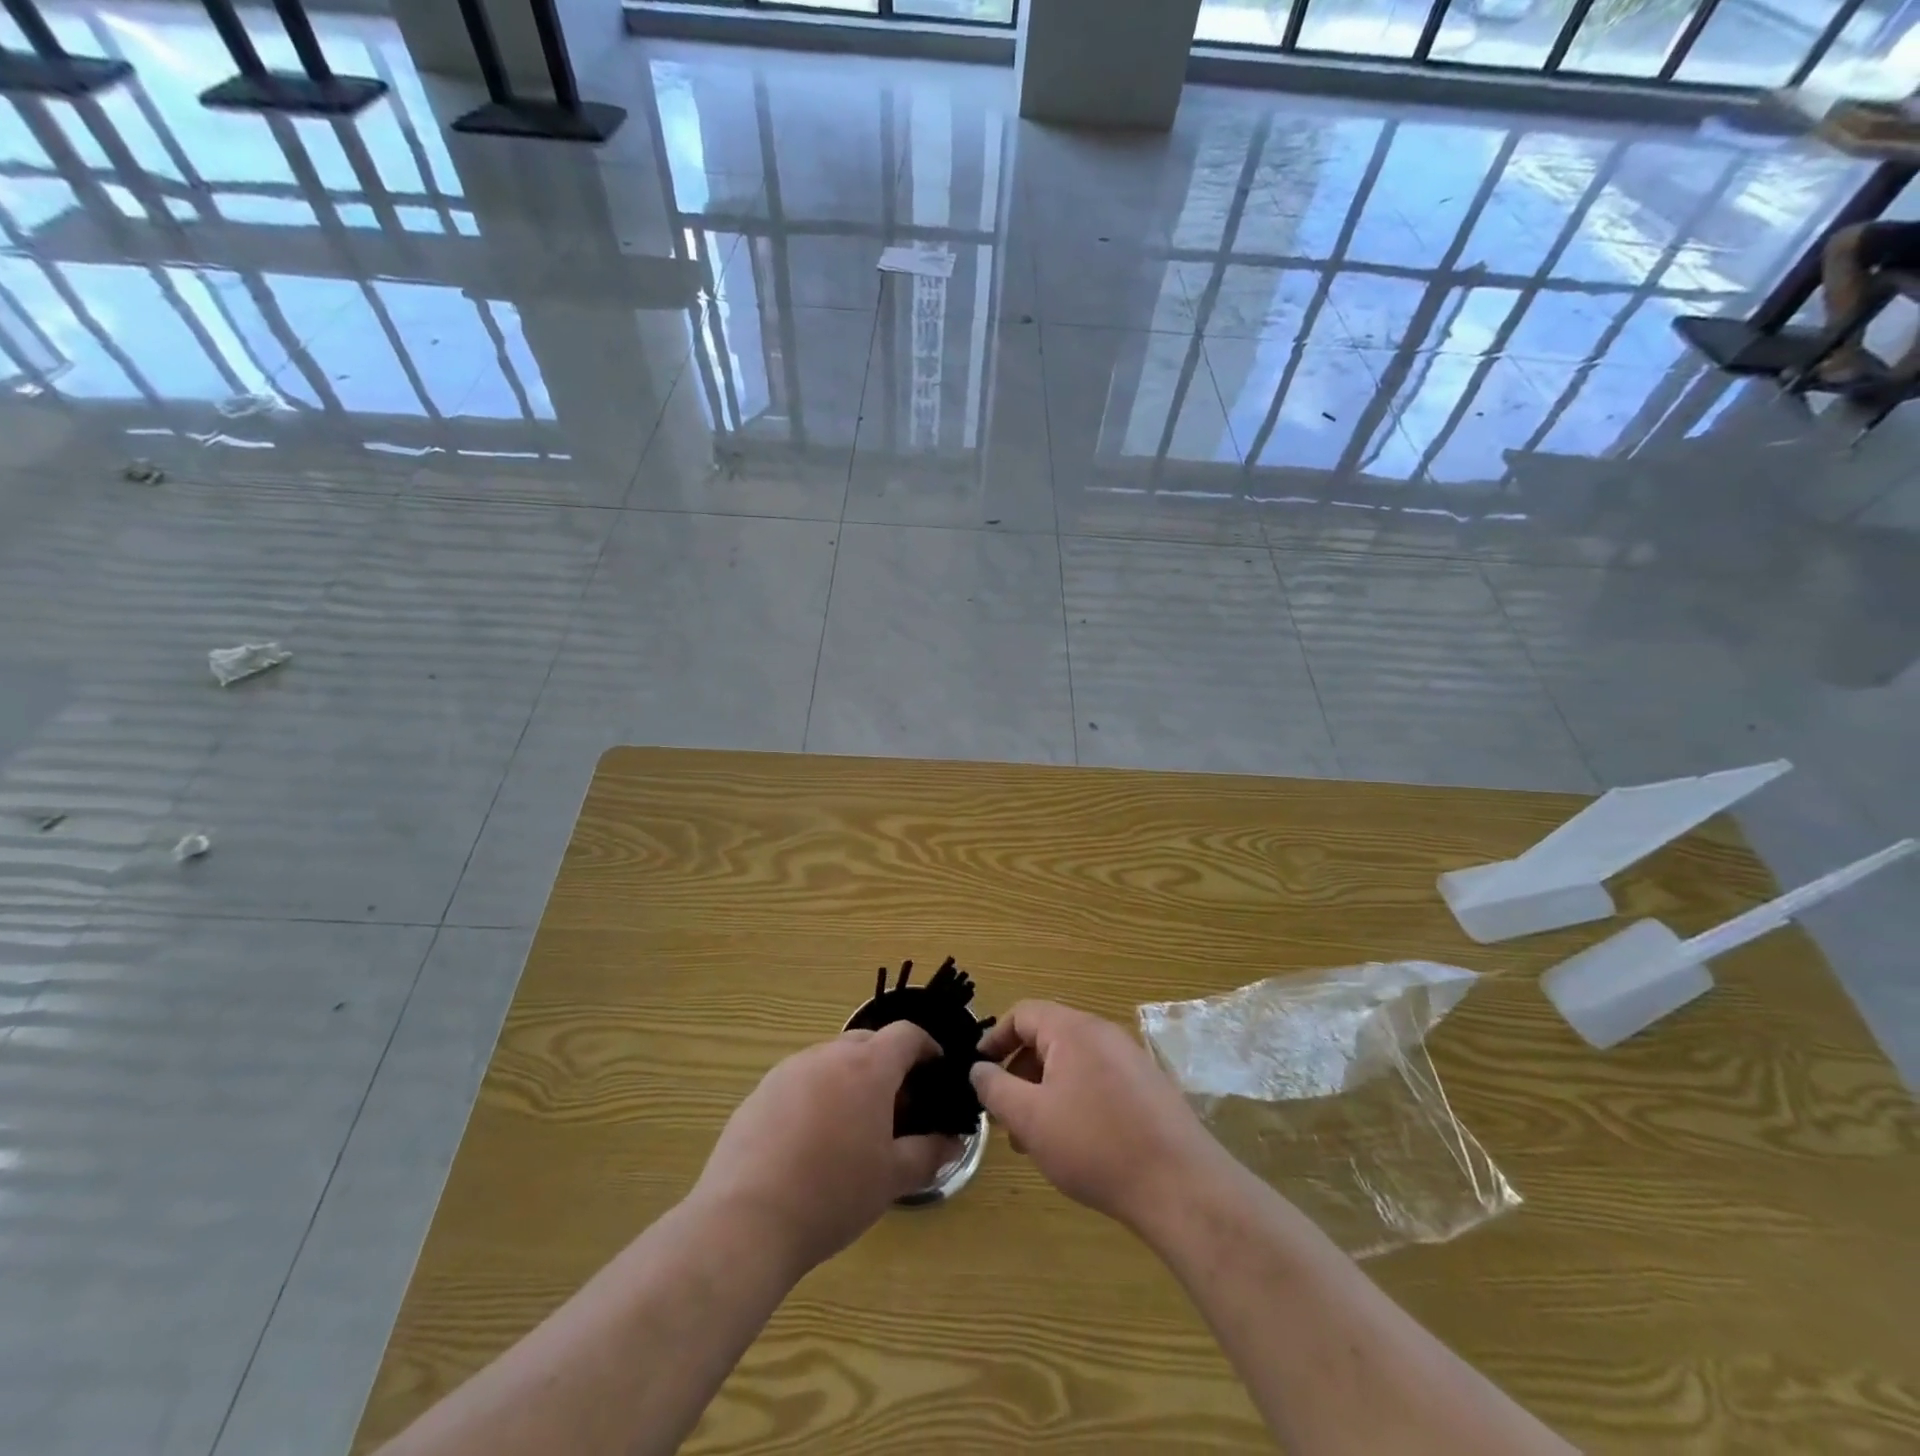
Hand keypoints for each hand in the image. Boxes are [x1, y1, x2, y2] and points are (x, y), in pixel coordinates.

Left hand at [693, 1024, 961, 1274]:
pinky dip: (817, 1095)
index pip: (906, 1035)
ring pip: (832, 1060)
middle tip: (897, 1107)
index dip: (927, 1048)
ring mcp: (789, 1070)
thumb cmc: (832, 1195)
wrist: (746, 1221)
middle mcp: (828, 1055)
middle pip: (868, 1042)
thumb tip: (954, 1142)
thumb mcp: (891, 1179)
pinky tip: (811, 1141)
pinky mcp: (760, 1091)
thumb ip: (928, 1154)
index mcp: (867, 1067)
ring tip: (853, 1126)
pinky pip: (800, 1080)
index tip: (936, 1072)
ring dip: (850, 1079)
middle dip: (888, 1064)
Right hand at [969, 1000, 1220, 1230]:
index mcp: (1073, 1029)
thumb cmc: (1094, 1144)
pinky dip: (1074, 1100)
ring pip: (1072, 1064)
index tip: (978, 1071)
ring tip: (1034, 1139)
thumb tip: (978, 1069)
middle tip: (1004, 1115)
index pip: (1023, 1014)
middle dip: (1019, 1073)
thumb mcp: (1030, 1118)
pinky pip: (1097, 1081)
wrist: (1180, 1185)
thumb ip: (995, 1088)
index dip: (995, 1038)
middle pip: (1048, 1038)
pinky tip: (1073, 1144)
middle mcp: (1102, 1033)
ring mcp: (1129, 1059)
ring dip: (1045, 1092)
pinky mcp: (1147, 1087)